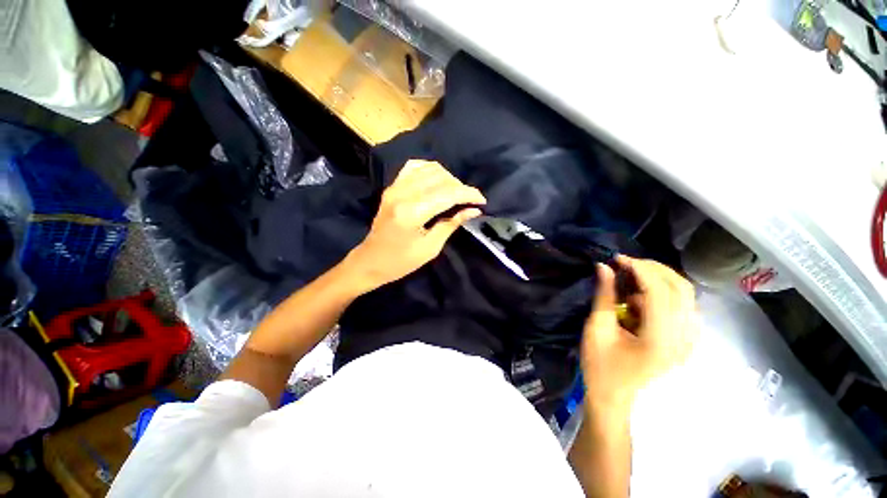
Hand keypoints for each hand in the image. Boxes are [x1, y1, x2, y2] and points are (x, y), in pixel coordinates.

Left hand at [347, 160, 485, 289]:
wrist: (371, 261)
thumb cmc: (401, 262)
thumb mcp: (430, 247)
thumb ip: (452, 224)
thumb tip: (473, 210)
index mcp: (412, 212)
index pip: (448, 194)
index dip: (468, 194)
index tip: (482, 201)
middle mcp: (402, 193)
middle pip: (440, 178)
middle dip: (460, 187)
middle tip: (469, 201)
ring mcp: (395, 187)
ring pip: (429, 169)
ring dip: (447, 178)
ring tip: (455, 193)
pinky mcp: (391, 187)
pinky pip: (414, 167)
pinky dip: (430, 170)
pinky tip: (437, 181)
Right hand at [581, 256, 697, 414]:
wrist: (613, 396)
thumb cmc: (600, 365)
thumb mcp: (597, 328)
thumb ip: (604, 295)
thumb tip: (604, 266)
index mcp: (661, 340)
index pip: (660, 291)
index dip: (639, 269)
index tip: (617, 259)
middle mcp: (684, 339)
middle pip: (681, 289)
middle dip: (653, 269)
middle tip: (625, 264)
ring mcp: (689, 341)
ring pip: (687, 296)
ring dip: (660, 279)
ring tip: (631, 278)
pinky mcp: (685, 341)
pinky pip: (684, 306)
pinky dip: (665, 293)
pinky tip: (642, 297)